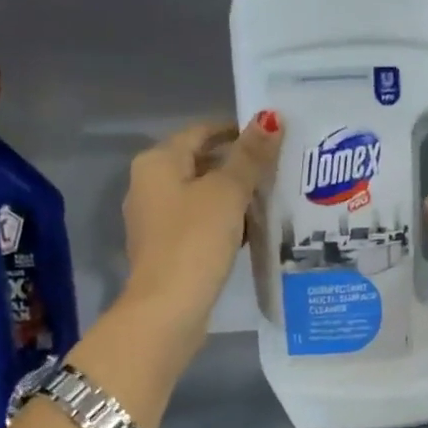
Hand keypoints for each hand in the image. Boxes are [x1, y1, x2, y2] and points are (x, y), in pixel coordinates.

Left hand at [120, 113, 281, 356]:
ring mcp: (155, 222)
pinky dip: (223, 223)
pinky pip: (199, 225)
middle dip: (237, 166)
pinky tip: (249, 234)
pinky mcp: (166, 251)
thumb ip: (250, 157)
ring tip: (271, 201)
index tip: (273, 140)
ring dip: (232, 198)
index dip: (237, 132)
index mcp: (157, 162)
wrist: (168, 309)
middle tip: (279, 171)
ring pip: (200, 197)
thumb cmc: (195, 242)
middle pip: (200, 163)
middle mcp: (148, 186)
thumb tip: (270, 118)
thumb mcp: (227, 193)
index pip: (202, 131)